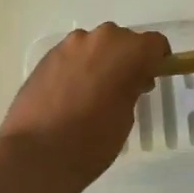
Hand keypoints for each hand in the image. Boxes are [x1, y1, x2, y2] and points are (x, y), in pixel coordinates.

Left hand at [0, 23, 167, 192]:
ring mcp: (70, 44)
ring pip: (95, 45)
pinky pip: (73, 55)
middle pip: (123, 40)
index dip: (157, 59)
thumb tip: (129, 80)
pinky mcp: (48, 55)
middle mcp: (100, 38)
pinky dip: (78, 67)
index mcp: (127, 51)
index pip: (154, 43)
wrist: (36, 154)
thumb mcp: (126, 117)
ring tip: (93, 93)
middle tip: (124, 88)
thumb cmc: (91, 141)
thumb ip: (131, 88)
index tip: (154, 76)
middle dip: (127, 59)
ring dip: (100, 61)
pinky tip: (71, 95)